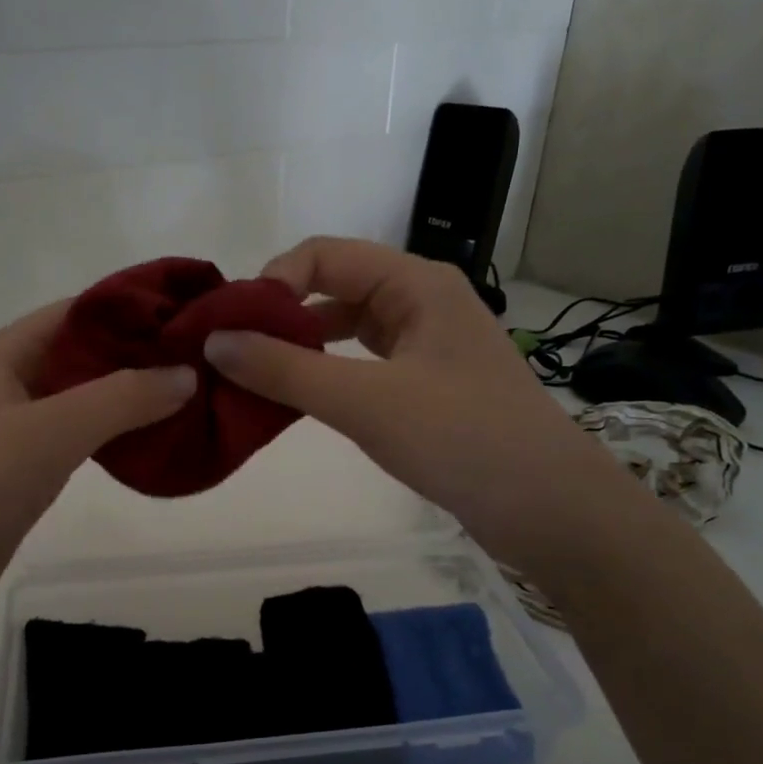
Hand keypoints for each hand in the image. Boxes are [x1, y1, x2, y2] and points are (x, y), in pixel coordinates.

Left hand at [0, 300, 196, 625]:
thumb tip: (187, 374)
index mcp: (9, 351)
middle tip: (205, 363)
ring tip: (193, 398)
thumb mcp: (51, 431)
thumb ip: (122, 398)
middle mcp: (14, 378)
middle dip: (143, 355)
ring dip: (134, 396)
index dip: (138, 310)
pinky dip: (117, 432)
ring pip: (88, 396)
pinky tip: (155, 440)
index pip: (83, 311)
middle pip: (88, 352)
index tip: (195, 319)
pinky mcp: (28, 465)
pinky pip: (82, 434)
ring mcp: (20, 424)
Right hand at [202, 237, 597, 558]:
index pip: (325, 255)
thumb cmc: (461, 438)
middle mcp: (422, 302)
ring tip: (254, 378)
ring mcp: (428, 346)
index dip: (272, 282)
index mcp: (416, 283)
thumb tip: (213, 342)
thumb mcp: (365, 400)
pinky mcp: (429, 387)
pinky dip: (328, 376)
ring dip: (302, 348)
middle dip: (281, 316)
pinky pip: (365, 366)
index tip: (231, 327)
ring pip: (349, 330)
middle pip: (336, 288)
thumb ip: (286, 370)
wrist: (549, 508)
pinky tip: (301, 401)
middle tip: (232, 355)